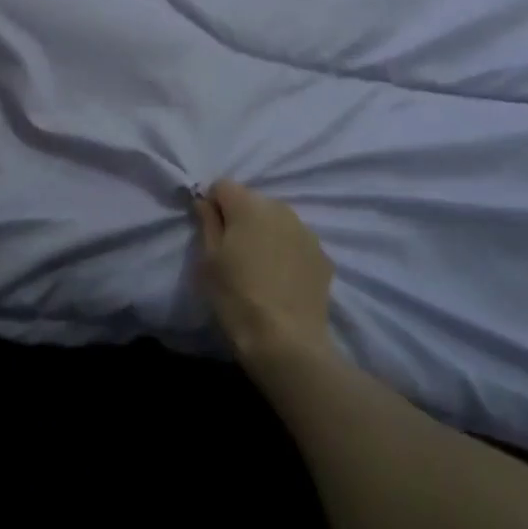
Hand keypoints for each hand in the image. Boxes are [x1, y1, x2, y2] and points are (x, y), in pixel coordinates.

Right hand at [194, 180, 337, 372]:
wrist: (288, 342)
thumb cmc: (238, 297)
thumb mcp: (209, 261)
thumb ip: (207, 223)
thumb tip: (205, 201)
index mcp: (248, 205)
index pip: (223, 186)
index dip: (213, 205)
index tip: (210, 232)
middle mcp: (280, 208)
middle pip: (252, 202)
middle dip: (241, 219)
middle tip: (235, 254)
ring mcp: (305, 231)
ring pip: (277, 221)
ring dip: (266, 234)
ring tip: (261, 269)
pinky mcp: (322, 255)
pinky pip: (296, 243)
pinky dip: (287, 253)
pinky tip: (283, 281)